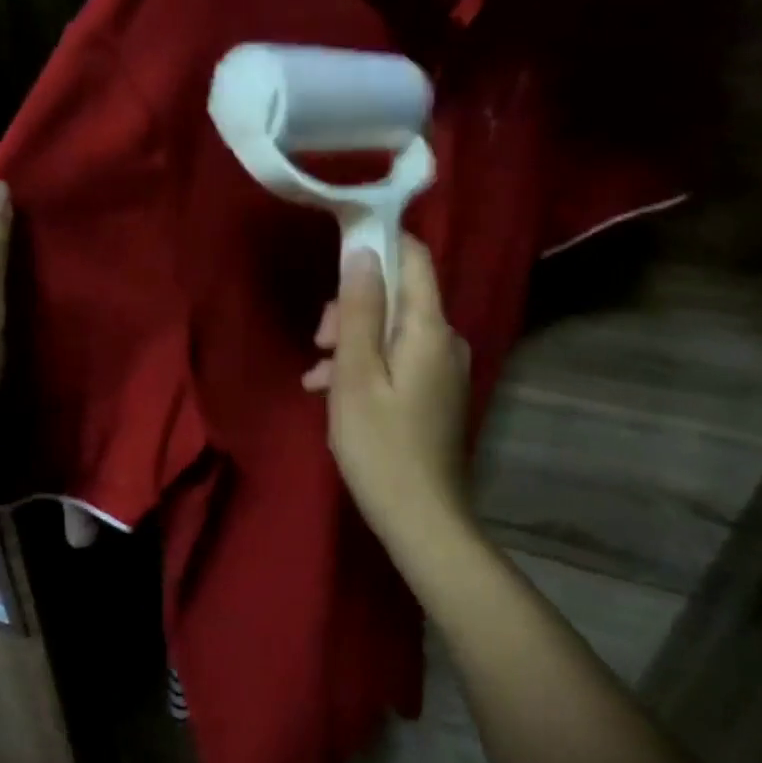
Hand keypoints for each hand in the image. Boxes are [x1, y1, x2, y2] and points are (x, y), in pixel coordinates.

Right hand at [309, 239, 472, 547]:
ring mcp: (443, 368)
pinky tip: (331, 393)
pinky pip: (397, 360)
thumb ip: (361, 310)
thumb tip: (363, 251)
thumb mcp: (356, 374)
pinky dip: (365, 366)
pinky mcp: (434, 393)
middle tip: (319, 340)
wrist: (421, 518)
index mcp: (429, 327)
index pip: (414, 257)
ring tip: (316, 376)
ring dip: (352, 341)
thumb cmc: (380, 445)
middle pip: (398, 295)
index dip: (378, 244)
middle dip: (354, 307)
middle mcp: (445, 339)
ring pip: (392, 330)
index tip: (336, 253)